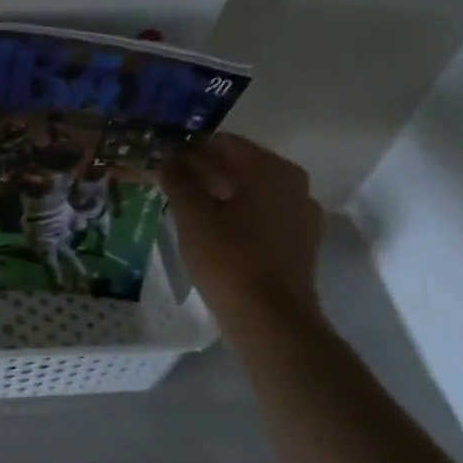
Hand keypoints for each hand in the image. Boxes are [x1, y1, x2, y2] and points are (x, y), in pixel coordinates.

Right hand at [160, 134, 324, 320]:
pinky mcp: (299, 241)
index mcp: (271, 169)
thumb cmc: (229, 259)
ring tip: (184, 203)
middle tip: (167, 179)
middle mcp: (293, 184)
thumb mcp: (193, 216)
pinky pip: (261, 214)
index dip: (189, 148)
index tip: (162, 158)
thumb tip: (168, 157)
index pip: (223, 143)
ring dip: (218, 191)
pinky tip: (211, 227)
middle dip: (203, 169)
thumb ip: (178, 179)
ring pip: (250, 190)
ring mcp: (300, 213)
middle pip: (239, 165)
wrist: (270, 320)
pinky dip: (236, 213)